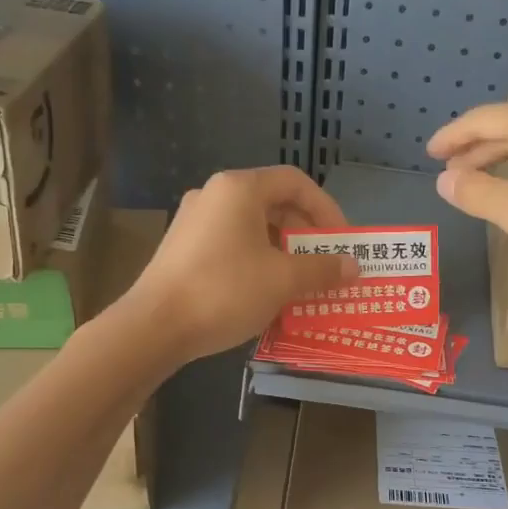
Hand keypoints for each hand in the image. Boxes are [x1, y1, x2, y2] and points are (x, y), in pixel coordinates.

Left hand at [123, 166, 357, 361]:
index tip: (342, 241)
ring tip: (301, 284)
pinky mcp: (183, 248)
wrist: (154, 326)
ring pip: (253, 227)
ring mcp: (194, 221)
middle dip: (306, 235)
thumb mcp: (282, 280)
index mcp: (239, 188)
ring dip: (283, 252)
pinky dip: (257, 261)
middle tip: (325, 266)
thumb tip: (353, 266)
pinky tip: (266, 293)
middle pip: (274, 203)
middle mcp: (215, 195)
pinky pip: (232, 245)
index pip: (296, 182)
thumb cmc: (224, 291)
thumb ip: (322, 269)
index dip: (327, 208)